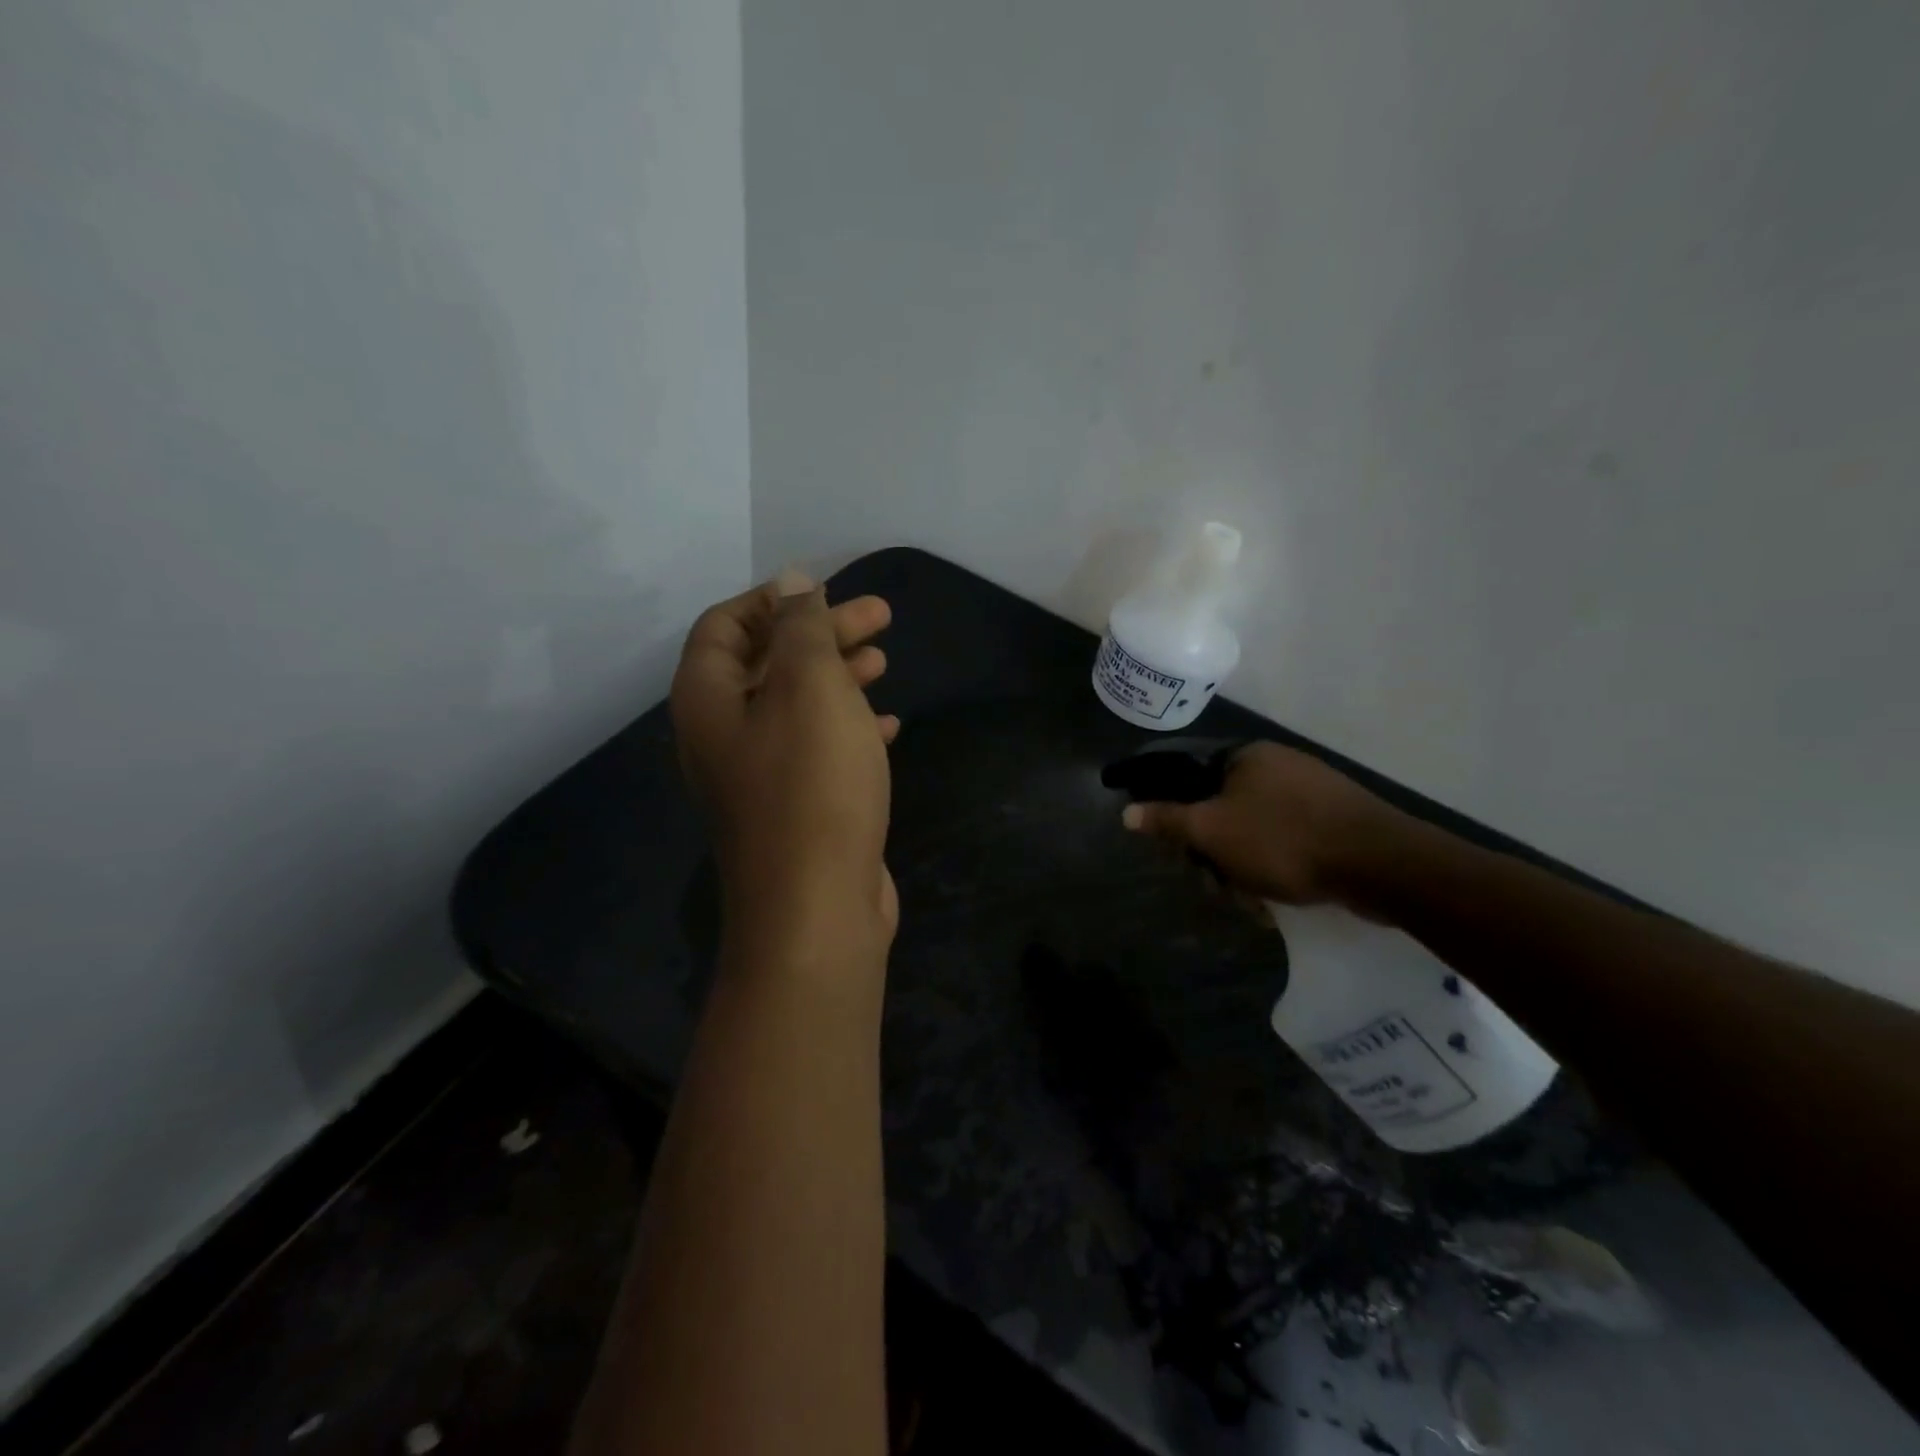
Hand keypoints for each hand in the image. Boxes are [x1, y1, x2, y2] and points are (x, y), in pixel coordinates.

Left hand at [671, 570, 898, 958]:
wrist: (817, 909)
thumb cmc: (812, 785)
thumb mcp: (810, 689)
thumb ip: (800, 629)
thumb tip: (792, 581)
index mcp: (708, 700)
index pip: (724, 625)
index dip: (772, 599)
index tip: (825, 590)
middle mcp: (722, 735)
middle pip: (766, 662)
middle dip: (820, 633)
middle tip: (879, 617)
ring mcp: (758, 776)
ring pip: (795, 706)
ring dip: (837, 676)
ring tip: (883, 660)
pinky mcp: (795, 807)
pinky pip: (817, 749)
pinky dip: (848, 727)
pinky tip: (887, 724)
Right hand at [1121, 742, 1409, 906]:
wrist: (1381, 865)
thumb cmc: (1284, 840)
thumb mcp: (1213, 831)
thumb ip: (1167, 821)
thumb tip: (1126, 812)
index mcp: (1246, 757)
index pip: (1191, 779)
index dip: (1179, 817)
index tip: (1181, 852)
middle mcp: (1278, 766)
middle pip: (1222, 809)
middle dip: (1214, 853)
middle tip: (1218, 886)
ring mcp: (1310, 793)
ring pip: (1253, 831)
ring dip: (1243, 868)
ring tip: (1253, 902)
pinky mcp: (1334, 821)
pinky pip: (1286, 841)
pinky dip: (1275, 868)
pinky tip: (1277, 898)